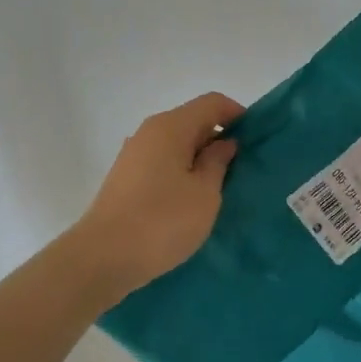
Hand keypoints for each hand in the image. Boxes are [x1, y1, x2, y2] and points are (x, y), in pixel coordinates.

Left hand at [76, 92, 243, 298]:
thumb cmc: (162, 221)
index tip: (257, 140)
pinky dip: (183, 172)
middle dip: (221, 138)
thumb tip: (224, 143)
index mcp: (171, 127)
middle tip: (245, 168)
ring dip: (202, 159)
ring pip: (178, 144)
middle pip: (193, 121)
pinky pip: (164, 163)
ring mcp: (135, 156)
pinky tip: (194, 200)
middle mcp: (150, 133)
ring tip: (222, 187)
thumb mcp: (205, 193)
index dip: (238, 115)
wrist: (102, 259)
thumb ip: (218, 162)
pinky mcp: (127, 179)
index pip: (212, 103)